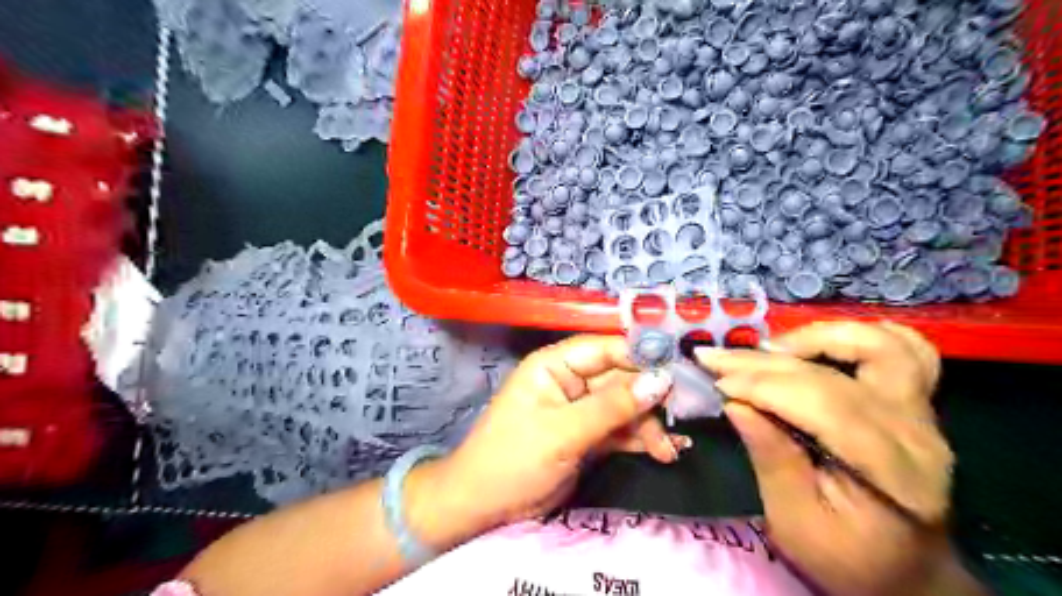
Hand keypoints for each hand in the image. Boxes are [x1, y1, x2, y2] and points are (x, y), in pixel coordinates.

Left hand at [416, 335, 679, 539]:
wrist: (482, 507)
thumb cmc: (514, 459)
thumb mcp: (563, 432)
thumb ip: (613, 406)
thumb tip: (661, 380)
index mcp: (554, 365)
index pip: (604, 348)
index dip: (641, 355)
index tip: (679, 370)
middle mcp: (569, 381)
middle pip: (620, 378)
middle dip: (649, 399)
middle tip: (682, 416)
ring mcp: (579, 409)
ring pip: (625, 406)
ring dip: (648, 425)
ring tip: (669, 450)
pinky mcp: (586, 435)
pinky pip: (619, 429)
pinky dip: (640, 439)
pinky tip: (663, 452)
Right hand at [700, 324, 968, 595]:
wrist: (909, 576)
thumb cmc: (849, 561)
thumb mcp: (795, 524)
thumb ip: (771, 459)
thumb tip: (735, 403)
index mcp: (892, 475)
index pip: (823, 405)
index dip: (762, 385)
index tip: (714, 379)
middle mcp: (917, 435)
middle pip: (836, 374)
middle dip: (765, 361)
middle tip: (716, 358)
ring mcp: (923, 414)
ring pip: (879, 345)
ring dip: (815, 337)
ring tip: (766, 349)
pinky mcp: (917, 404)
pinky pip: (902, 348)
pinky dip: (855, 335)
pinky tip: (815, 343)